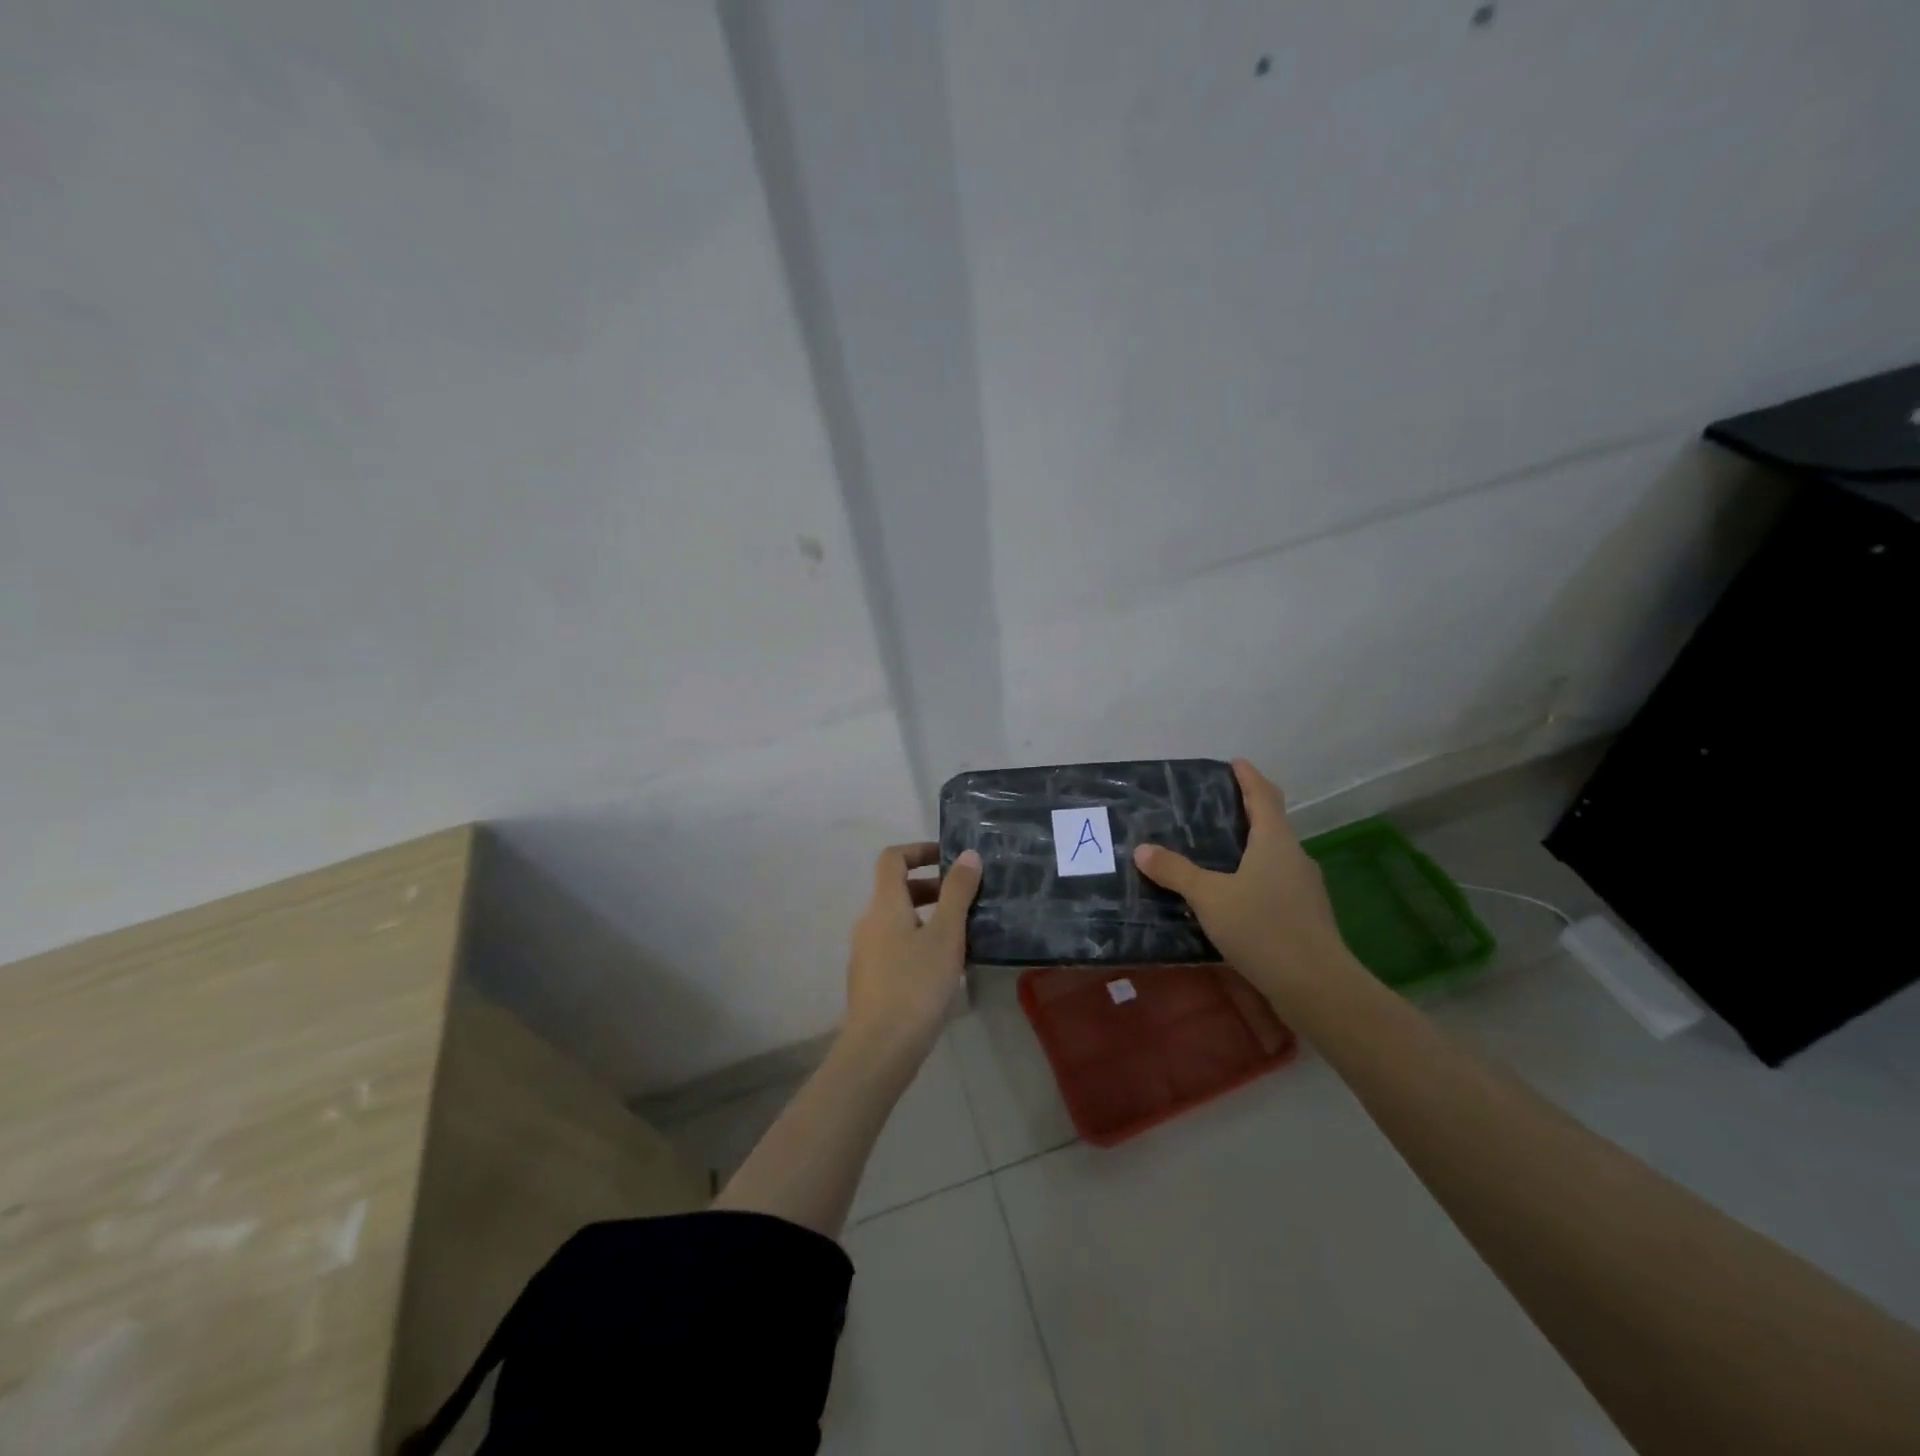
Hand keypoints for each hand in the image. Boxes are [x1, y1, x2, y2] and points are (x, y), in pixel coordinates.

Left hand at [845, 843, 981, 1057]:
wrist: (879, 1049)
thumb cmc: (916, 984)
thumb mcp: (946, 935)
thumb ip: (957, 892)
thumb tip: (967, 854)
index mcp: (884, 905)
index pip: (892, 858)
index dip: (919, 849)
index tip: (949, 858)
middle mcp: (869, 923)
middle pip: (896, 890)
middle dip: (932, 887)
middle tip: (966, 900)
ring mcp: (866, 953)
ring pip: (898, 921)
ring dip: (928, 917)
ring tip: (963, 935)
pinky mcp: (871, 980)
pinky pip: (896, 947)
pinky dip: (919, 943)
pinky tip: (945, 969)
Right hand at [1132, 759, 1352, 1004]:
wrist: (1316, 986)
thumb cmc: (1262, 927)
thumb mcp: (1209, 896)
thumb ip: (1176, 872)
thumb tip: (1142, 849)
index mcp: (1274, 841)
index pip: (1264, 796)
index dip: (1249, 778)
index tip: (1235, 763)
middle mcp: (1294, 857)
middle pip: (1272, 825)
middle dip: (1247, 813)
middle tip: (1215, 809)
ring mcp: (1304, 889)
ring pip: (1274, 857)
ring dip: (1250, 850)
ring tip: (1216, 855)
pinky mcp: (1305, 917)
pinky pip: (1275, 885)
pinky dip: (1254, 879)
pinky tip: (1233, 898)